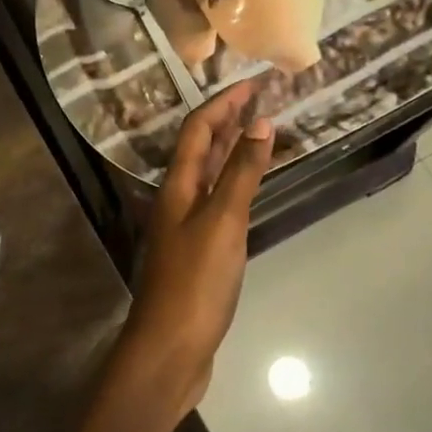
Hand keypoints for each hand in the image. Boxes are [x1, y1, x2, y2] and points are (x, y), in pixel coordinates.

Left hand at [114, 81, 274, 421]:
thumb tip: (260, 123)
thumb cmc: (195, 283)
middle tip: (260, 99)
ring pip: (209, 175)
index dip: (223, 102)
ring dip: (231, 150)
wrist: (170, 349)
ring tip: (259, 131)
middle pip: (201, 149)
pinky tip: (249, 188)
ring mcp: (186, 226)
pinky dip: (235, 184)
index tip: (254, 82)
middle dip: (228, 120)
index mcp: (177, 186)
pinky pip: (218, 202)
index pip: (198, 129)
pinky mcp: (198, 251)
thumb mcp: (222, 223)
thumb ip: (241, 174)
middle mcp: (178, 199)